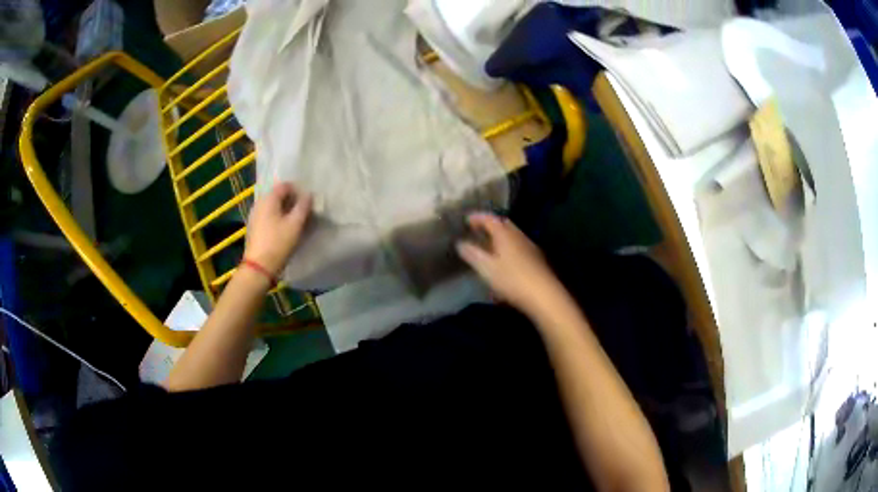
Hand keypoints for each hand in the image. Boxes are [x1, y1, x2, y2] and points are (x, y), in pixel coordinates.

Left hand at [244, 182, 312, 275]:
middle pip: (277, 195)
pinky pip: (268, 216)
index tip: (307, 202)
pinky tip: (284, 229)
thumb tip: (308, 195)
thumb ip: (303, 207)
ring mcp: (254, 215)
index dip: (298, 190)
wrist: (259, 267)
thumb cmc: (278, 243)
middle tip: (303, 212)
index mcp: (268, 199)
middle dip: (292, 201)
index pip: (285, 185)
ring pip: (273, 206)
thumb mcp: (295, 224)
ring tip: (295, 221)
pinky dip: (277, 218)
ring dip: (285, 210)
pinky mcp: (254, 227)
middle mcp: (259, 203)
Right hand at [456, 213, 563, 316]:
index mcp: (505, 234)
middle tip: (478, 231)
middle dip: (490, 225)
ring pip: (512, 236)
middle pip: (503, 225)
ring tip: (489, 247)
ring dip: (500, 238)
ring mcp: (530, 247)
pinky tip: (504, 262)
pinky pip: (518, 247)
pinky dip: (508, 248)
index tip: (466, 220)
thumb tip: (460, 243)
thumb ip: (472, 254)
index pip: (489, 218)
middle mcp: (518, 236)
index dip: (477, 217)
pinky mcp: (536, 260)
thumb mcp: (486, 268)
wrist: (544, 295)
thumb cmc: (512, 280)